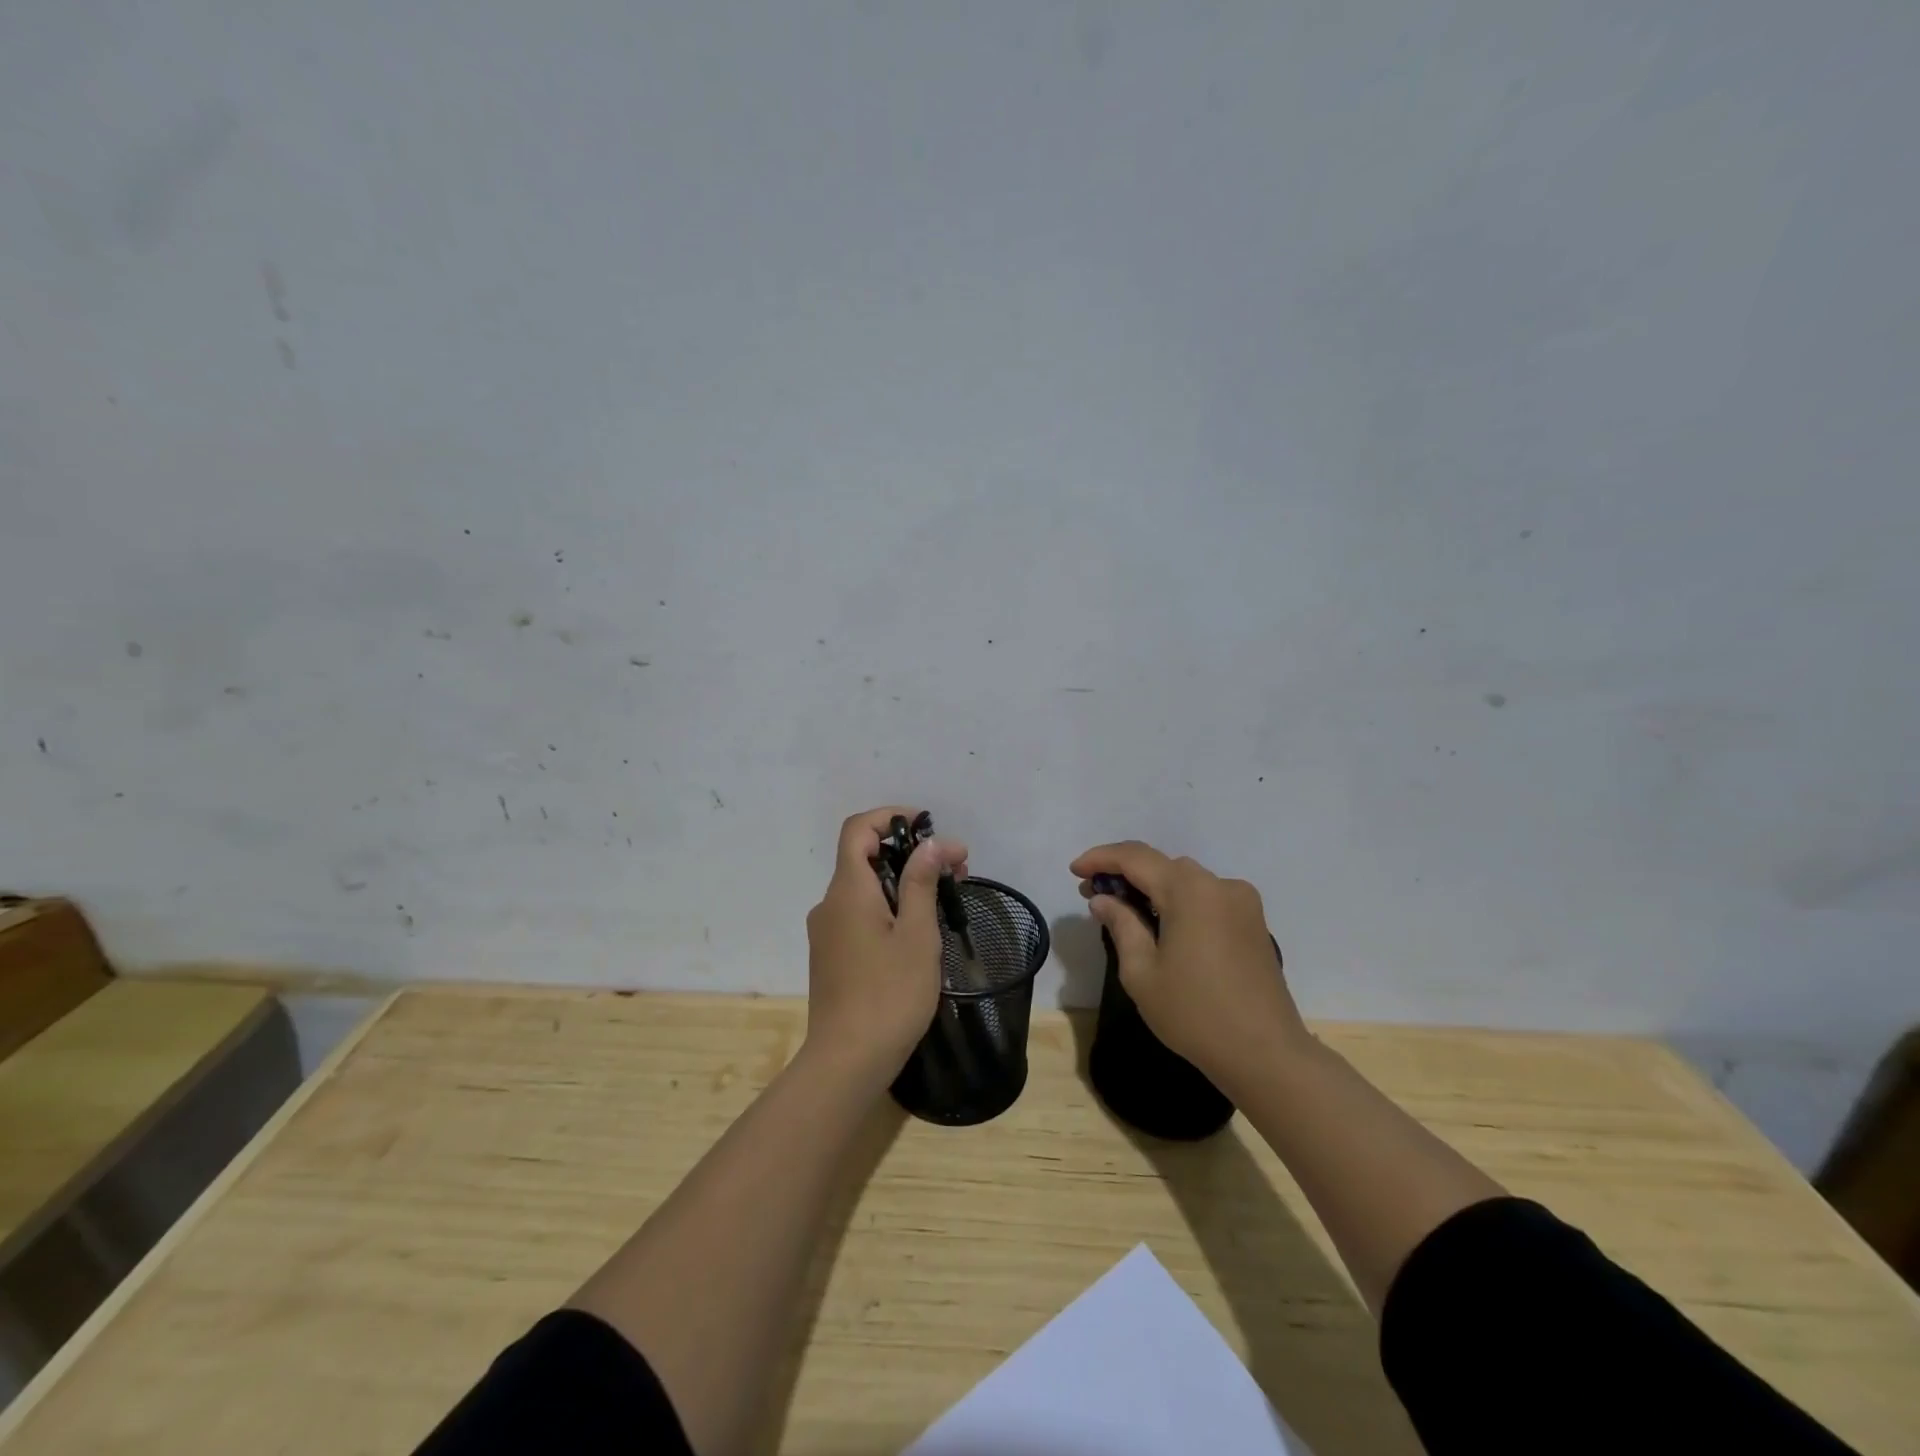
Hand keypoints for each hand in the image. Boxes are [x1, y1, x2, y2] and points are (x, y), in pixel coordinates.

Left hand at [804, 807, 968, 1087]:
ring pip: (864, 888)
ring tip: (945, 901)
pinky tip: (918, 931)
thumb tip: (931, 843)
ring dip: (903, 882)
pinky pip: (859, 914)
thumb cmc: (889, 995)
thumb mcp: (918, 935)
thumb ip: (922, 883)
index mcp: (847, 891)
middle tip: (955, 870)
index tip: (928, 827)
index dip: (890, 817)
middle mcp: (830, 904)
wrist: (847, 1062)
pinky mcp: (831, 955)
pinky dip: (888, 907)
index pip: (857, 829)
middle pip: (864, 857)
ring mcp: (827, 931)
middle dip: (909, 854)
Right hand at [1071, 841, 1309, 1090]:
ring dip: (1151, 886)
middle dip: (1124, 873)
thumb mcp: (1142, 972)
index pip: (1135, 858)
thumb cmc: (1195, 1014)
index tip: (1073, 870)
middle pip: (1161, 865)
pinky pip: (1206, 897)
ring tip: (1123, 909)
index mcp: (1190, 890)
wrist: (1266, 1055)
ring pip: (1184, 879)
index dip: (1100, 858)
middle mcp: (1219, 885)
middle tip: (1093, 894)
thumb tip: (1103, 899)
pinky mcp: (1252, 922)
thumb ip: (1121, 925)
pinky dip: (1177, 900)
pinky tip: (1160, 923)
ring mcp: (1241, 902)